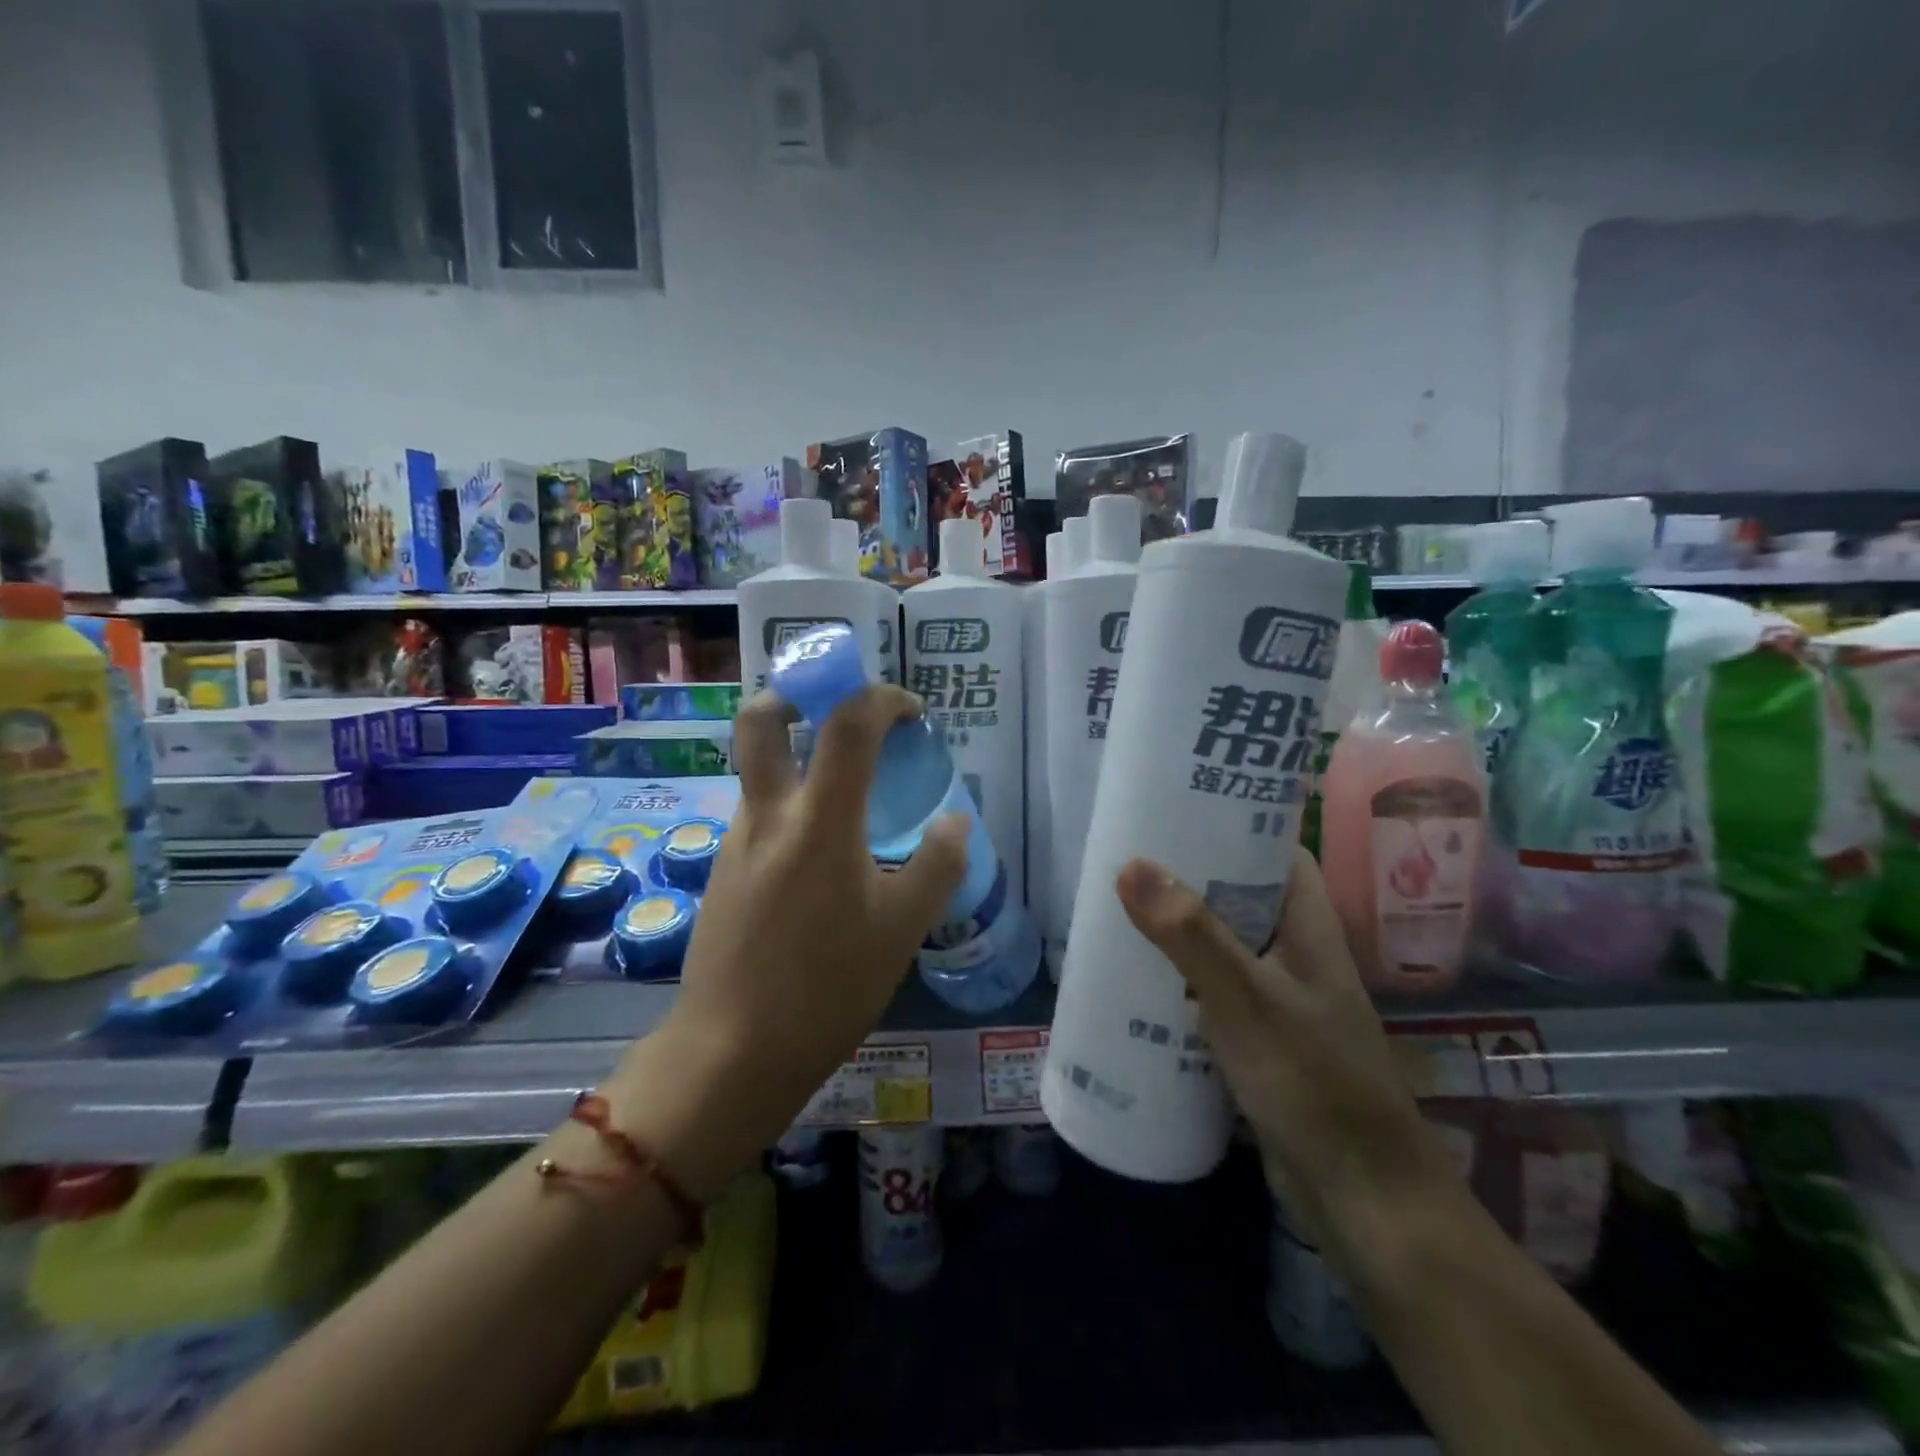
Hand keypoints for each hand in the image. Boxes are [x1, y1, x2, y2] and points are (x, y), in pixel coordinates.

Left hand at [607, 688, 967, 1197]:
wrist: (732, 1052)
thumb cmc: (828, 987)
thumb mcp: (903, 929)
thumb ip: (938, 864)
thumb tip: (955, 821)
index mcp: (819, 820)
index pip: (847, 724)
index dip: (882, 699)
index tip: (910, 714)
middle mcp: (768, 815)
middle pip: (761, 721)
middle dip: (797, 696)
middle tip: (835, 715)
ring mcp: (736, 842)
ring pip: (759, 771)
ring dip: (797, 760)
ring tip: (846, 800)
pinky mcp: (722, 873)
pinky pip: (759, 816)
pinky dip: (790, 809)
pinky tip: (818, 862)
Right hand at [1115, 851, 1457, 1245]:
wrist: (1362, 1197)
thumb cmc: (1311, 1082)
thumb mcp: (1244, 998)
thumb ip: (1190, 934)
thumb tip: (1131, 864)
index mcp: (1308, 927)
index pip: (1276, 852)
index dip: (1233, 823)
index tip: (1177, 808)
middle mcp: (1296, 954)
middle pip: (1242, 895)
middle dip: (1190, 877)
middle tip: (1128, 859)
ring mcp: (1279, 999)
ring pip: (1224, 945)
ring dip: (1180, 930)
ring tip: (1119, 910)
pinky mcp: (1260, 1040)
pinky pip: (1214, 992)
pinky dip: (1180, 980)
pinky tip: (1138, 983)